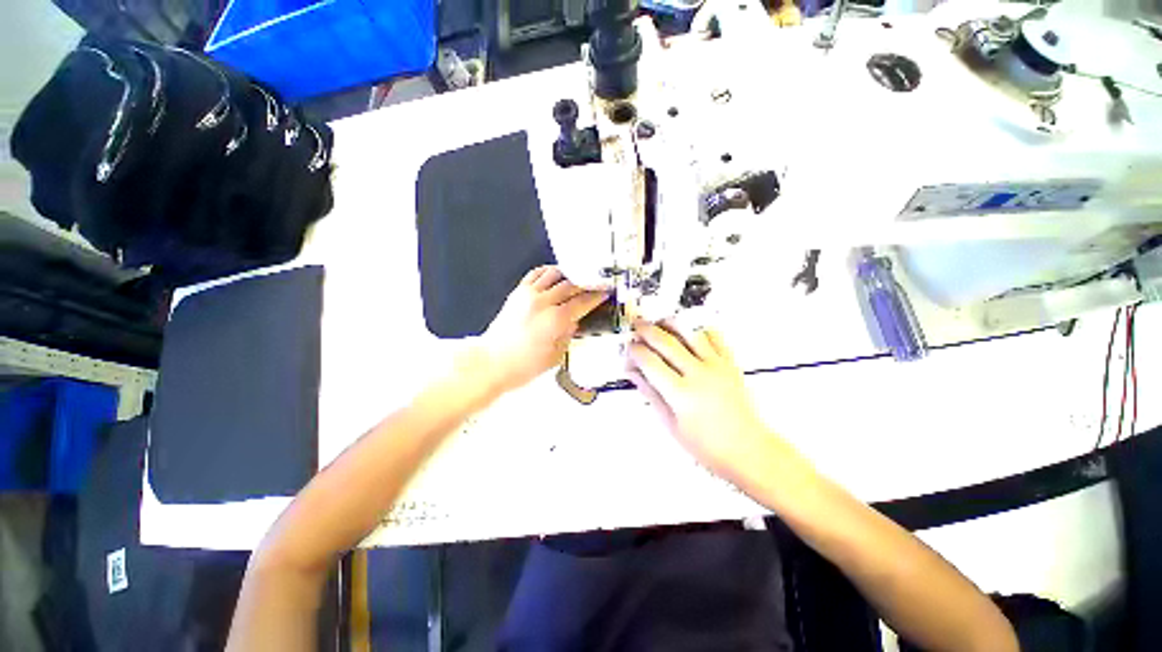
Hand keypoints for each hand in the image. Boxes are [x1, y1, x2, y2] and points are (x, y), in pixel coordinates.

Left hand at [478, 266, 607, 393]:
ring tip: (577, 277)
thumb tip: (575, 320)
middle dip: (586, 284)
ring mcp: (528, 295)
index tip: (605, 292)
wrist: (492, 362)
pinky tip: (554, 275)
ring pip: (554, 274)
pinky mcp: (517, 292)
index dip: (596, 296)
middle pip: (571, 285)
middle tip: (595, 284)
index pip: (582, 302)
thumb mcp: (555, 356)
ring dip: (568, 274)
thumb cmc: (524, 366)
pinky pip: (535, 274)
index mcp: (555, 320)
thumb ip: (568, 335)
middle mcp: (543, 302)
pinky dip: (547, 272)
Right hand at [627, 322, 773, 478]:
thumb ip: (650, 394)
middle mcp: (699, 374)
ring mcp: (717, 365)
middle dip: (647, 330)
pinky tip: (689, 331)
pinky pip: (715, 336)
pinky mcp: (730, 363)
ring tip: (659, 321)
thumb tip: (632, 373)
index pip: (650, 362)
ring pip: (690, 333)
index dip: (635, 351)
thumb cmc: (707, 445)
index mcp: (681, 393)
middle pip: (666, 342)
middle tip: (636, 325)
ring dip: (671, 323)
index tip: (629, 348)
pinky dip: (699, 329)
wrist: (747, 450)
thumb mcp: (671, 424)